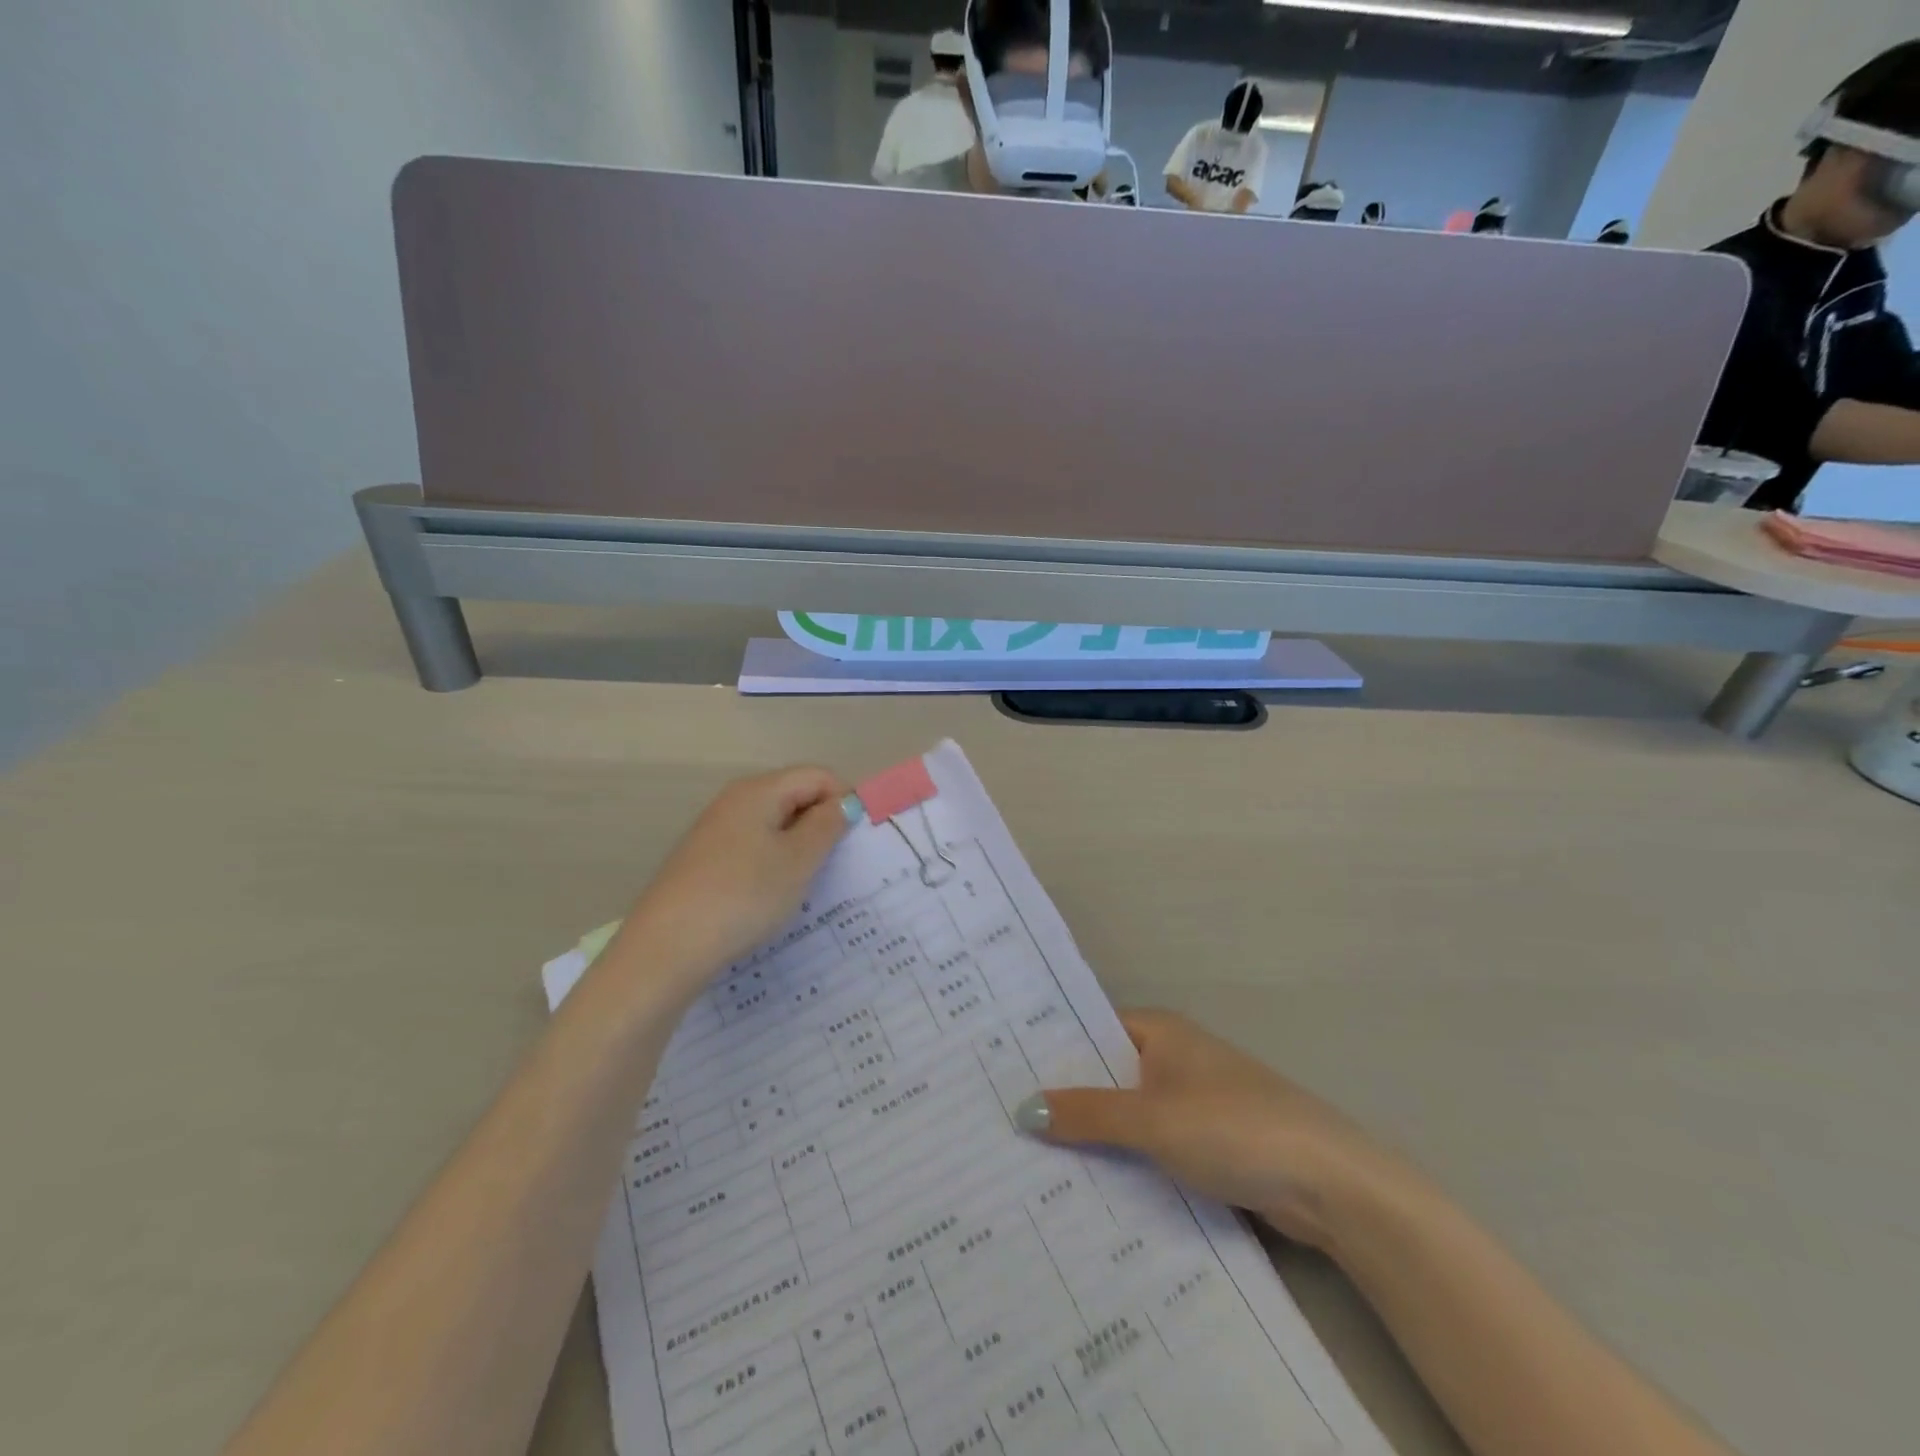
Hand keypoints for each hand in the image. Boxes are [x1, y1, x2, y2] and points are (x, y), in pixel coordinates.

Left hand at [616, 766, 849, 989]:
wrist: (667, 947)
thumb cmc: (744, 896)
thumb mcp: (798, 860)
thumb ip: (827, 825)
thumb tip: (844, 802)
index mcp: (759, 790)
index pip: (818, 776)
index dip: (844, 799)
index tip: (857, 839)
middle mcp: (734, 800)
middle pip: (794, 795)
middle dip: (822, 823)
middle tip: (837, 863)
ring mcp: (715, 830)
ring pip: (773, 824)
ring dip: (798, 846)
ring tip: (807, 883)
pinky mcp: (704, 859)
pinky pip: (752, 847)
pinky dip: (772, 862)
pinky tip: (772, 895)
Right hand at [1018, 1009, 1406, 1250]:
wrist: (1329, 1184)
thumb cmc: (1233, 1128)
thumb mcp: (1152, 1120)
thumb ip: (1088, 1114)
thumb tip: (1023, 1108)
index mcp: (1159, 1031)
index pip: (1088, 1030)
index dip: (1048, 1050)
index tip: (1000, 1072)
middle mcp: (1173, 1057)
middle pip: (1105, 1073)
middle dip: (1065, 1098)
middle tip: (1003, 1122)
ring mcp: (1192, 1101)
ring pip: (1128, 1114)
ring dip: (1095, 1135)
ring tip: (1030, 1159)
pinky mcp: (1208, 1143)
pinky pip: (1151, 1145)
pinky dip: (1126, 1160)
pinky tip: (1088, 1188)